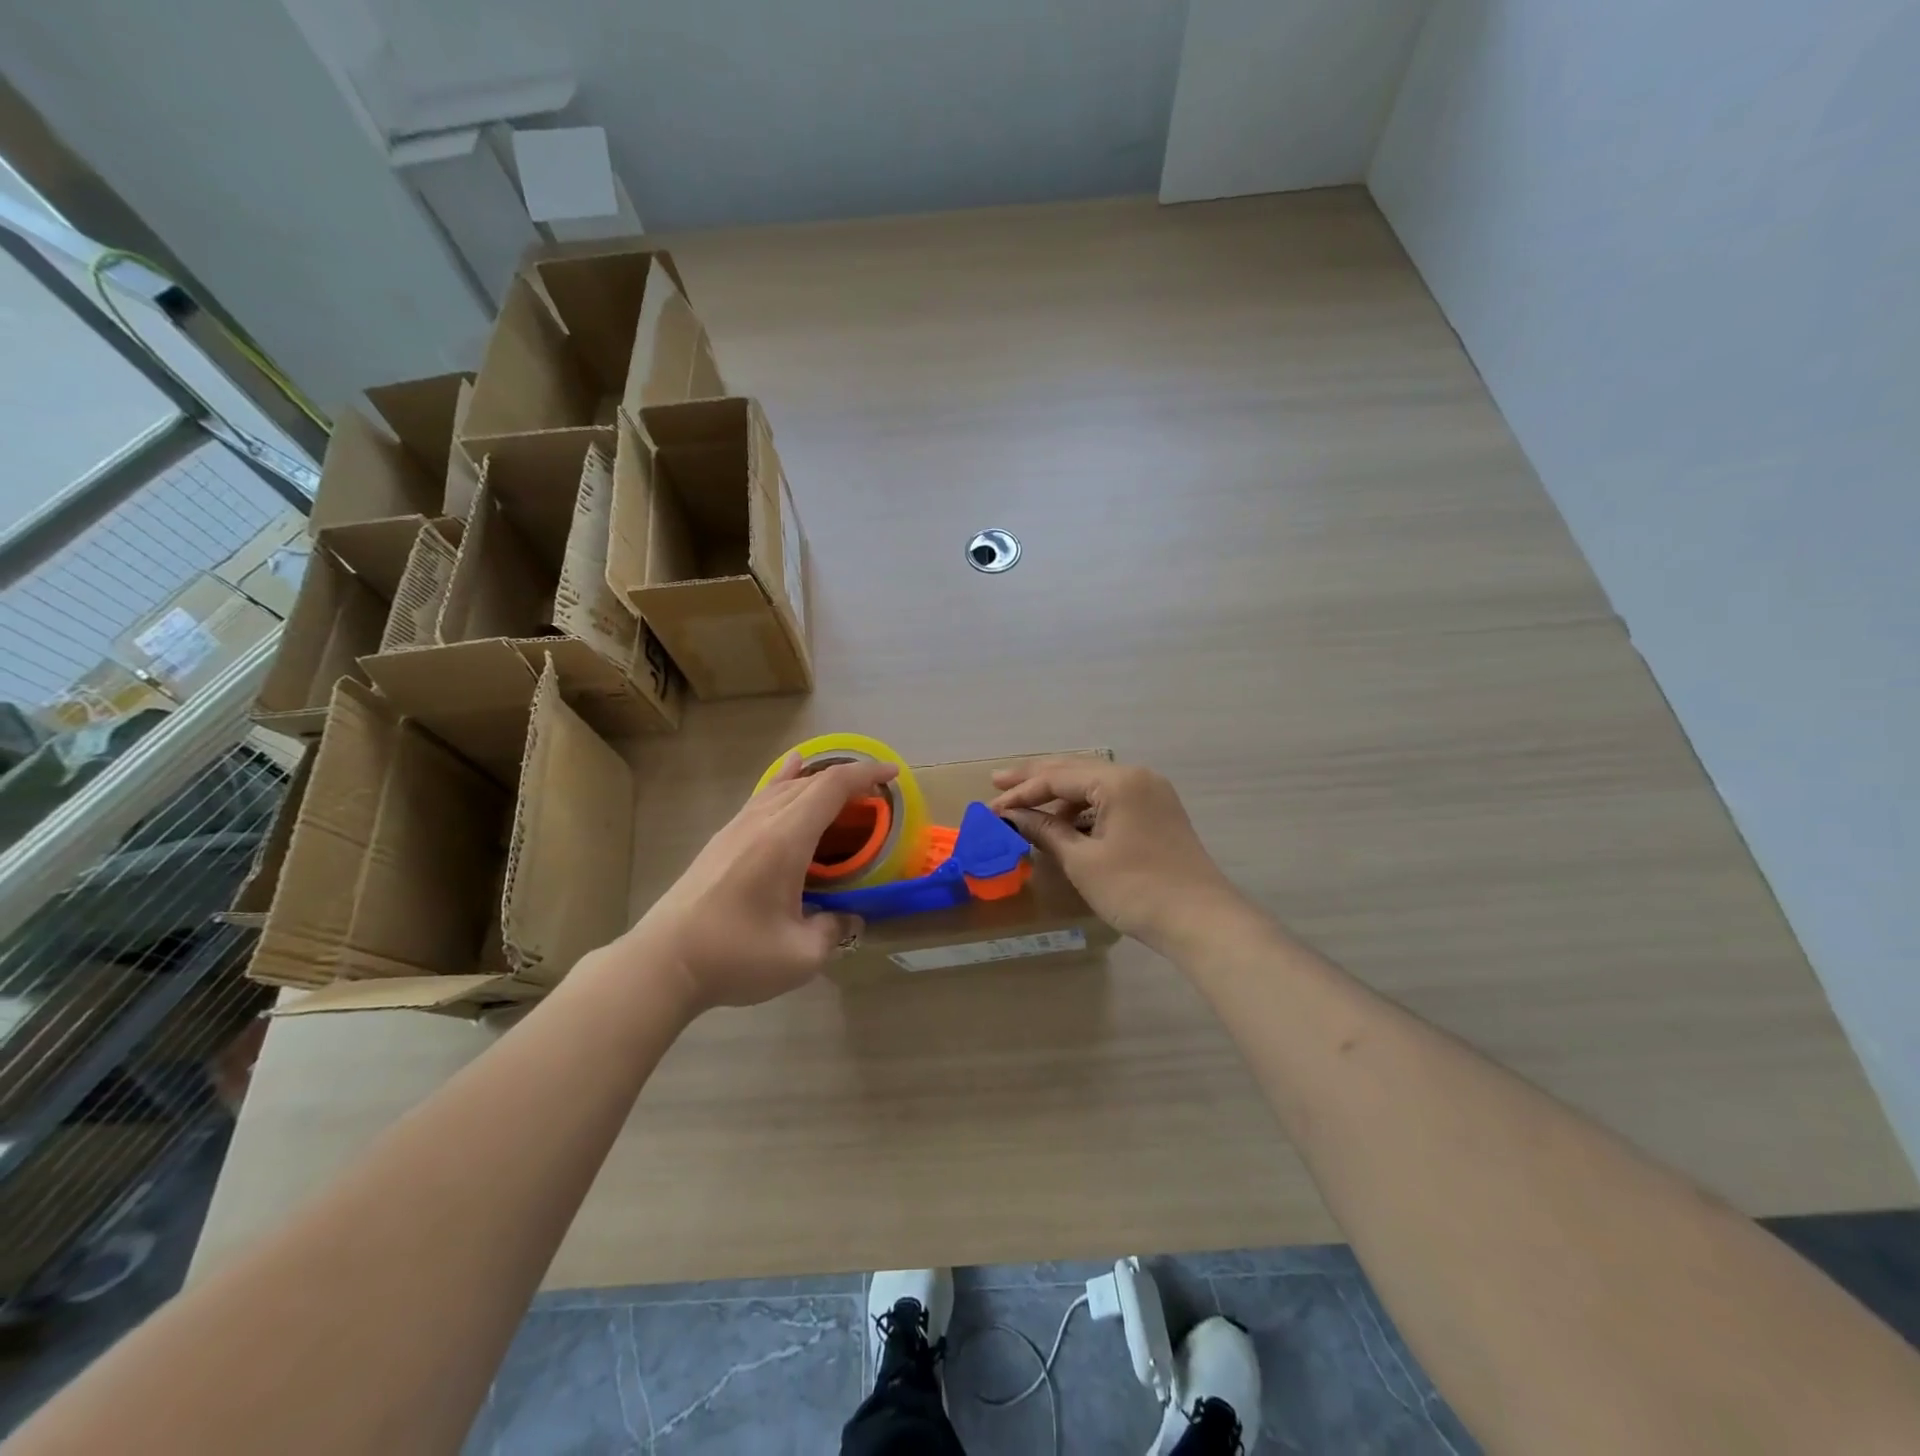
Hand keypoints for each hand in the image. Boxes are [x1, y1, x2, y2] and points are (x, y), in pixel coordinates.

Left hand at [624, 752, 897, 1011]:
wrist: (662, 963)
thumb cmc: (735, 956)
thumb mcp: (800, 955)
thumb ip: (833, 930)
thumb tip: (847, 919)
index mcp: (785, 839)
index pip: (832, 788)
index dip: (865, 774)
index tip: (893, 774)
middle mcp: (761, 822)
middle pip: (810, 782)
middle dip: (848, 778)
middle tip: (876, 795)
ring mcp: (736, 828)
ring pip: (783, 786)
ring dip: (817, 780)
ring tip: (841, 785)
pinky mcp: (720, 841)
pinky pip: (761, 797)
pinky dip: (784, 783)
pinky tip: (785, 781)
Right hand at [991, 759, 1245, 952]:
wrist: (1202, 921)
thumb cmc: (1136, 889)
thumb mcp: (1083, 861)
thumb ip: (1046, 831)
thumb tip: (1014, 818)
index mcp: (1118, 781)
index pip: (1057, 777)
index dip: (1021, 793)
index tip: (991, 810)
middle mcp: (1137, 777)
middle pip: (1075, 770)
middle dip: (1035, 779)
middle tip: (997, 782)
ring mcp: (1152, 793)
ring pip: (1094, 785)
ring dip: (1060, 796)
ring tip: (1028, 810)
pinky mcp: (1158, 813)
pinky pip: (1112, 799)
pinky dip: (1084, 809)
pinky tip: (1066, 824)